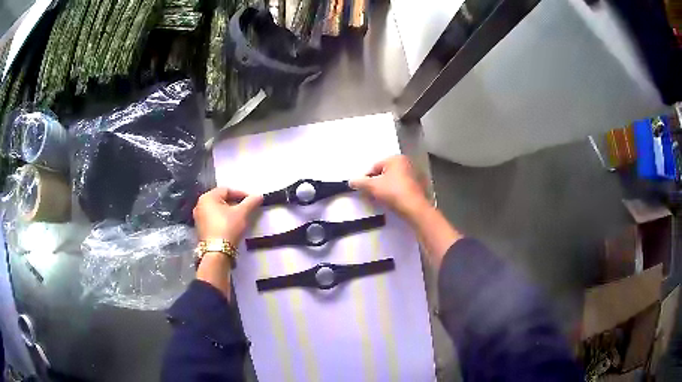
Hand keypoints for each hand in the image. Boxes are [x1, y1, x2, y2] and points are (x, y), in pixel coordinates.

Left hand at [193, 187, 262, 243]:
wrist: (217, 252)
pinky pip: (213, 220)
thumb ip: (251, 202)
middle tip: (246, 209)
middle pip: (221, 200)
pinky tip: (231, 226)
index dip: (241, 194)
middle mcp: (200, 205)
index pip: (227, 190)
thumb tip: (259, 196)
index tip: (252, 200)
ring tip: (240, 218)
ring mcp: (198, 218)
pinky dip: (222, 220)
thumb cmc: (227, 227)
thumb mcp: (242, 213)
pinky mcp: (200, 229)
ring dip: (229, 212)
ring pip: (217, 210)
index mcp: (207, 197)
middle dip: (235, 203)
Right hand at [350, 155, 428, 218]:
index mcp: (396, 158)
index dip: (367, 179)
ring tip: (381, 200)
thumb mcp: (372, 186)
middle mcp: (407, 163)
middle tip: (371, 195)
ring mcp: (415, 175)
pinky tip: (392, 202)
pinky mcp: (419, 187)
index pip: (374, 167)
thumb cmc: (393, 192)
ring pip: (393, 181)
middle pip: (384, 173)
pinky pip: (402, 188)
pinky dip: (395, 193)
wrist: (414, 209)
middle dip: (376, 184)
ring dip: (385, 189)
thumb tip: (351, 181)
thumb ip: (360, 182)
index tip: (364, 190)